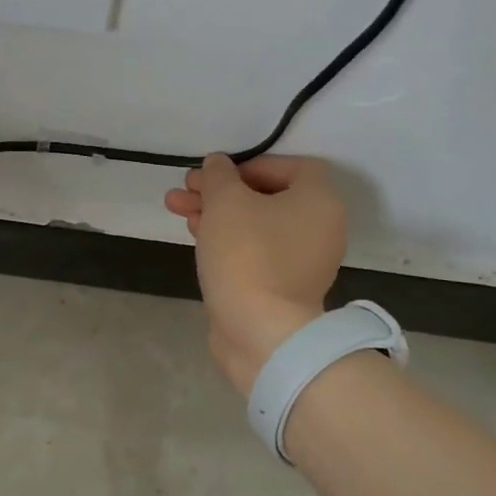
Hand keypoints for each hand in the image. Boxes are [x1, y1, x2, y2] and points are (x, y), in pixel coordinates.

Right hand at [164, 154, 347, 394]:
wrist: (261, 332)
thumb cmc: (248, 255)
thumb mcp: (226, 202)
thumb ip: (219, 175)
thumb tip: (218, 165)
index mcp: (319, 201)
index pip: (293, 166)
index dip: (252, 163)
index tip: (220, 173)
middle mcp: (319, 228)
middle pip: (267, 195)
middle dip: (221, 189)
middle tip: (185, 188)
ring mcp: (302, 261)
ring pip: (255, 224)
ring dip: (216, 212)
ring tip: (176, 208)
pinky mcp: (282, 287)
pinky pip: (255, 251)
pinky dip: (227, 239)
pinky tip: (195, 235)